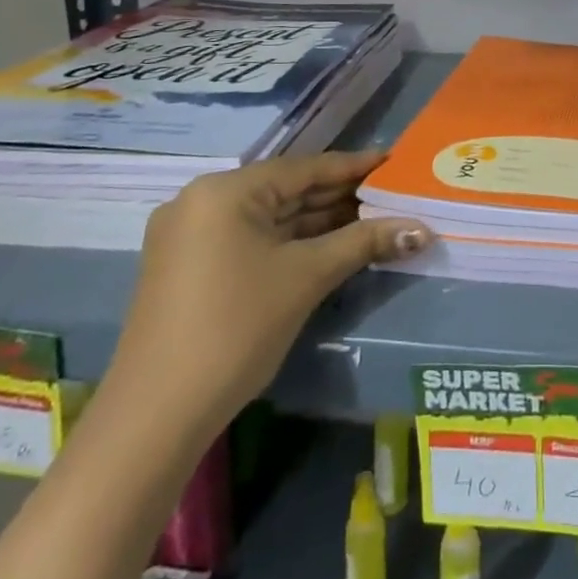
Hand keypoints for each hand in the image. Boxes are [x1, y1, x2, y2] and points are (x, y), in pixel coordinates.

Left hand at [102, 149, 430, 439]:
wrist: (155, 416)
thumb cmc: (236, 328)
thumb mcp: (307, 277)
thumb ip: (365, 242)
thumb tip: (422, 228)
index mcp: (224, 191)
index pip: (303, 169)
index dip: (353, 167)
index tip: (393, 162)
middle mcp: (201, 202)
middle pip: (285, 191)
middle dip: (338, 197)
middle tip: (391, 194)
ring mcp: (189, 236)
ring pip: (268, 218)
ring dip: (317, 222)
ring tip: (372, 218)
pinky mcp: (188, 267)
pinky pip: (250, 239)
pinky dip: (289, 242)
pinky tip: (328, 245)